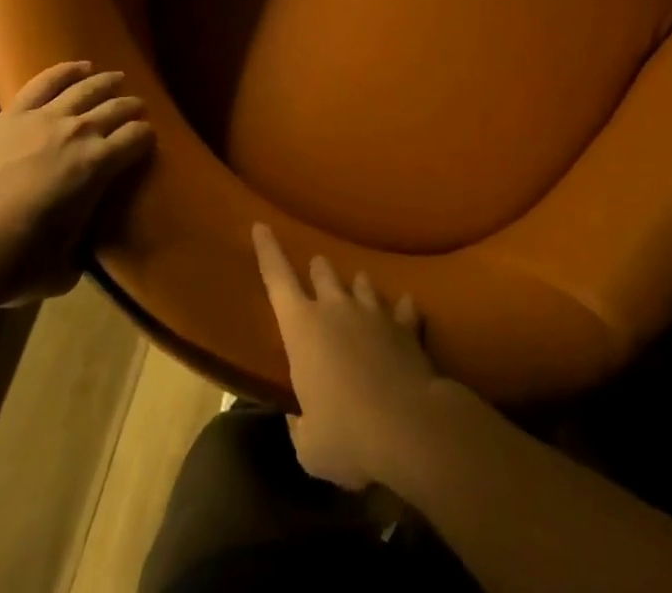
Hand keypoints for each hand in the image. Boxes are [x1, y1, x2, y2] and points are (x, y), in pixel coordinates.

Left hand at [0, 62, 152, 305]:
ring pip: (86, 88)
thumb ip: (85, 240)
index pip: (137, 137)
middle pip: (117, 108)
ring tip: (117, 79)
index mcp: (99, 165)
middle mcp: (78, 132)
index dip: (146, 137)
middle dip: (132, 108)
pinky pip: (46, 81)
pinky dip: (66, 70)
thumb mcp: (69, 263)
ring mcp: (44, 118)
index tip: (146, 140)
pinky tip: (80, 67)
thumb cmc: (19, 263)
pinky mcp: (14, 114)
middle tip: (137, 110)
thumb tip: (86, 235)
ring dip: (107, 82)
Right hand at [253, 222, 439, 490]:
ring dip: (357, 288)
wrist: (410, 428)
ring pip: (362, 282)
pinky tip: (405, 314)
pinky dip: (401, 311)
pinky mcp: (406, 326)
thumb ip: (300, 426)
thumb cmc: (348, 436)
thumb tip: (301, 418)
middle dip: (318, 271)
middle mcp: (336, 308)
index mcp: (302, 327)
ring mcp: (373, 312)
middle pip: (323, 270)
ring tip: (358, 294)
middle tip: (317, 275)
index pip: (276, 278)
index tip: (261, 225)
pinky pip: (403, 308)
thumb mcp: (310, 447)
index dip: (267, 250)